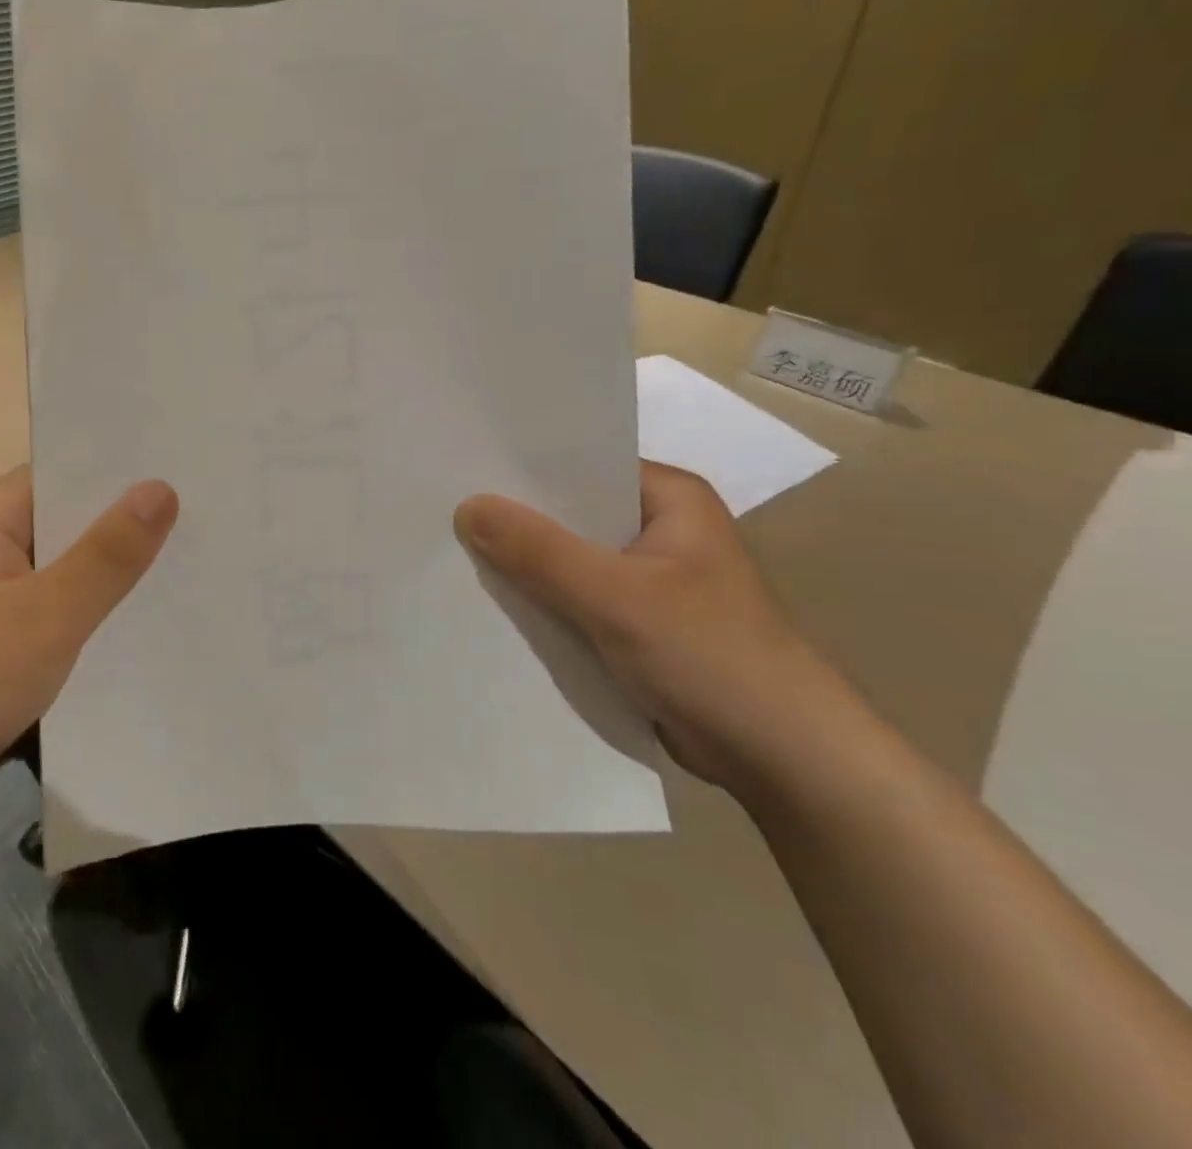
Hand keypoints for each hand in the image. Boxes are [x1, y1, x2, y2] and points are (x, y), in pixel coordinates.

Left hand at [0, 467, 177, 815]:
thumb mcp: (48, 613)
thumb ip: (108, 552)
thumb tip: (162, 487)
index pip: (64, 472)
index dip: (122, 472)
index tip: (186, 468)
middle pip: (69, 519)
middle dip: (128, 521)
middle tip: (204, 514)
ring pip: (67, 566)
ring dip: (114, 568)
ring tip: (191, 557)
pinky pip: (58, 606)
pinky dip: (94, 607)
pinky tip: (145, 613)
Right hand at [455, 461, 851, 790]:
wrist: (783, 760)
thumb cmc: (712, 657)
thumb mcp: (617, 597)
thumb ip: (539, 551)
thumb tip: (467, 506)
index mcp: (668, 499)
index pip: (580, 466)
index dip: (521, 469)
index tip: (459, 469)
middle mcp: (656, 529)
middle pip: (569, 514)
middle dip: (513, 519)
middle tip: (442, 510)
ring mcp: (646, 580)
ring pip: (567, 559)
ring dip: (523, 565)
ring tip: (451, 551)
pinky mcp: (635, 624)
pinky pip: (573, 599)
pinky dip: (540, 602)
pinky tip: (491, 603)